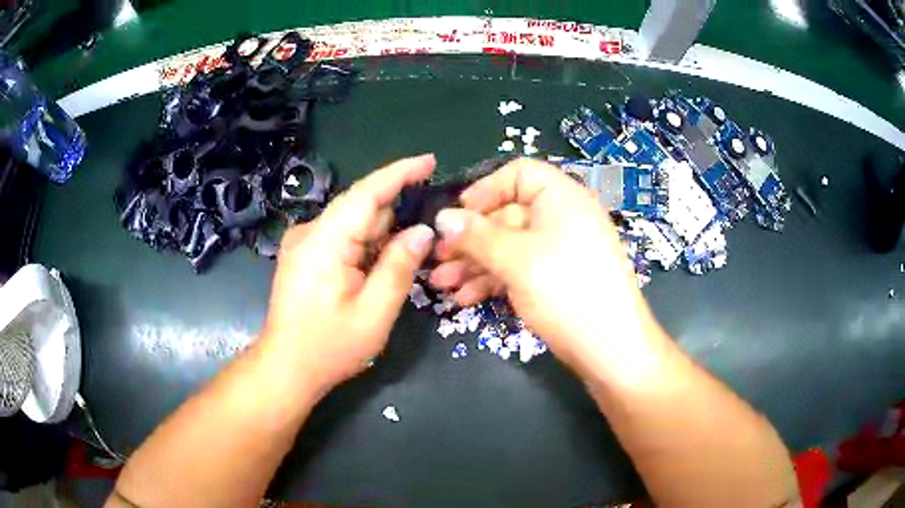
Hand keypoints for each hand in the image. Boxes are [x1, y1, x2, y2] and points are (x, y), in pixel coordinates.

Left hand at [261, 155, 436, 394]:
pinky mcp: (302, 254)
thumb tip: (422, 231)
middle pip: (360, 206)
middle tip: (431, 222)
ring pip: (352, 222)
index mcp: (326, 241)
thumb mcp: (375, 312)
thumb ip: (399, 266)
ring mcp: (303, 242)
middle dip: (397, 209)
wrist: (285, 367)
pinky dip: (365, 241)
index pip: (367, 192)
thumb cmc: (330, 346)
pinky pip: (340, 235)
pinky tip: (380, 260)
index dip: (400, 172)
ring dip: (382, 229)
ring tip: (409, 247)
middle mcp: (310, 232)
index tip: (430, 160)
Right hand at [430, 159, 665, 379]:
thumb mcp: (515, 258)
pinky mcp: (557, 280)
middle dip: (469, 238)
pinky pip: (520, 269)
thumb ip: (475, 235)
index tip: (456, 215)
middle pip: (508, 215)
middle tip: (437, 258)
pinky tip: (465, 298)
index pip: (519, 174)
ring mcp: (560, 251)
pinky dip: (493, 281)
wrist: (610, 347)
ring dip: (474, 264)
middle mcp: (562, 218)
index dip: (485, 190)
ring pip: (510, 247)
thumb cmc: (565, 289)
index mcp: (560, 197)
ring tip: (441, 285)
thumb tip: (443, 218)